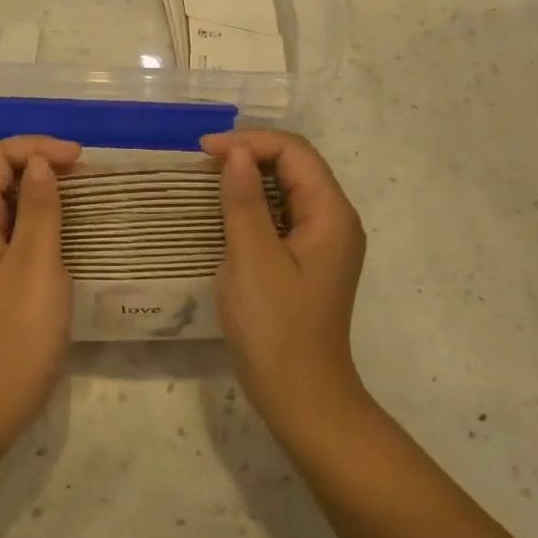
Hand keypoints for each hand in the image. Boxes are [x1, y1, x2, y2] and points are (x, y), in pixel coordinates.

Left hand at [0, 135, 81, 438]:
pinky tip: (69, 226)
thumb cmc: (18, 329)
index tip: (78, 158)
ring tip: (85, 194)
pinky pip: (16, 228)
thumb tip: (40, 164)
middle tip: (86, 174)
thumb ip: (39, 208)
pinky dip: (42, 216)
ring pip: (9, 201)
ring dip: (44, 189)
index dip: (36, 147)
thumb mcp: (36, 263)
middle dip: (41, 163)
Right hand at [203, 130, 367, 435]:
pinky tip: (227, 211)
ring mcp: (323, 242)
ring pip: (288, 189)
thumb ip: (244, 200)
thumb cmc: (274, 327)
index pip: (295, 152)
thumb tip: (236, 152)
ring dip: (251, 177)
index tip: (204, 152)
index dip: (250, 141)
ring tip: (209, 179)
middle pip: (296, 165)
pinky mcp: (307, 260)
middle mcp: (334, 220)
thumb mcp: (252, 258)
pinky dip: (254, 203)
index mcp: (330, 214)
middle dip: (250, 153)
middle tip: (202, 162)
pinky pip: (283, 215)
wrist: (300, 396)